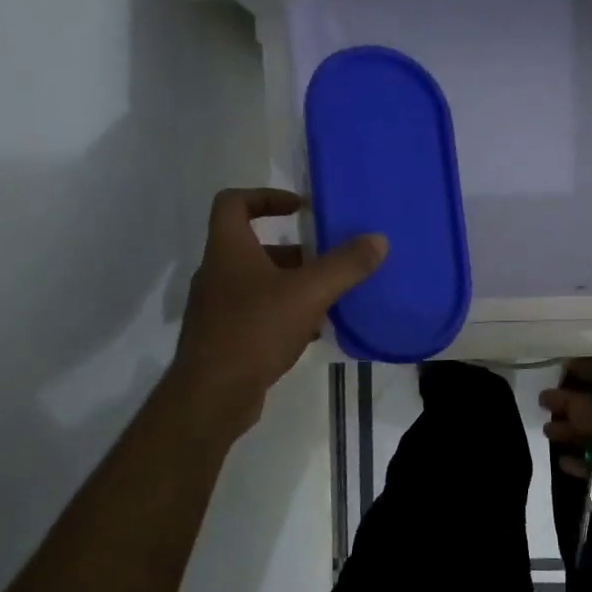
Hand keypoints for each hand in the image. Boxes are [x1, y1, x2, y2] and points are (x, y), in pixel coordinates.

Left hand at [167, 188, 386, 439]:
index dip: (266, 197)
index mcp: (228, 250)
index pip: (234, 203)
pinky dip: (285, 315)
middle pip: (254, 247)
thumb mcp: (309, 293)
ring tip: (329, 298)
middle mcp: (217, 273)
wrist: (212, 395)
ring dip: (293, 286)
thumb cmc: (255, 330)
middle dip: (294, 252)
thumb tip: (378, 239)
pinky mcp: (224, 338)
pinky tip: (313, 332)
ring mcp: (217, 309)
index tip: (300, 209)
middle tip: (327, 261)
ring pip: (259, 284)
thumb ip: (345, 265)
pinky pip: (258, 315)